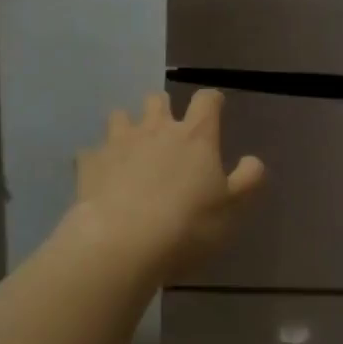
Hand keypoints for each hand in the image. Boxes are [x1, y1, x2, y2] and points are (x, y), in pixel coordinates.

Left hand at [68, 89, 263, 280]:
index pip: (207, 101)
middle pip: (157, 99)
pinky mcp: (89, 163)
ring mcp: (118, 143)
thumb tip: (253, 160)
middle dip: (163, 108)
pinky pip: (90, 152)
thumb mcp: (232, 208)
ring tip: (131, 147)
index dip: (212, 101)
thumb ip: (247, 180)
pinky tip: (101, 177)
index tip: (215, 109)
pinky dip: (97, 160)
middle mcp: (156, 129)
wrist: (122, 244)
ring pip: (120, 116)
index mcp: (195, 136)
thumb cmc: (187, 225)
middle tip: (168, 130)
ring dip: (127, 125)